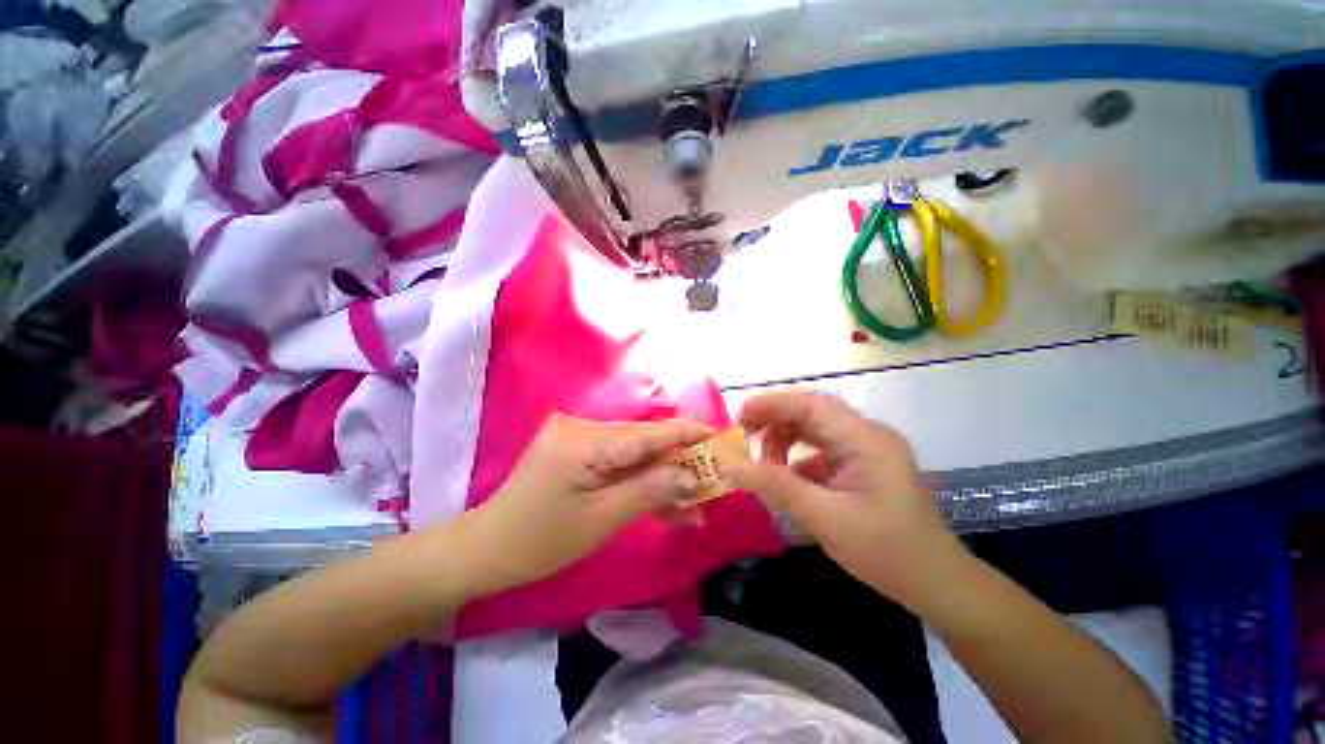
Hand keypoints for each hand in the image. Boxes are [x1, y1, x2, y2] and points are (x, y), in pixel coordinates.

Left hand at [457, 414, 712, 598]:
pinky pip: (618, 463)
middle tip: (711, 486)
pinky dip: (639, 482)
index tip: (721, 438)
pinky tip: (664, 504)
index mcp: (584, 439)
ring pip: (634, 456)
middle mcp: (583, 427)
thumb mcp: (601, 519)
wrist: (486, 550)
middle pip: (643, 444)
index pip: (648, 434)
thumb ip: (650, 491)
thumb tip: (692, 476)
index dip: (687, 435)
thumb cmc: (539, 541)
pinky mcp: (578, 451)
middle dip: (678, 467)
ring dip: (661, 480)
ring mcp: (579, 438)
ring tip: (693, 508)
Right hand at [728, 390, 963, 609]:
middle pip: (811, 412)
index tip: (739, 417)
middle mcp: (867, 435)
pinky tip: (785, 478)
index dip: (772, 404)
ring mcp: (866, 449)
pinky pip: (821, 449)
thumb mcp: (826, 520)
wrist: (936, 584)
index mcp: (866, 440)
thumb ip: (778, 488)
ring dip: (784, 439)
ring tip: (764, 463)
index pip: (812, 405)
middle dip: (774, 419)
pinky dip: (797, 458)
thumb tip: (733, 468)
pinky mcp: (861, 465)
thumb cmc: (888, 552)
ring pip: (814, 429)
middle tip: (743, 435)